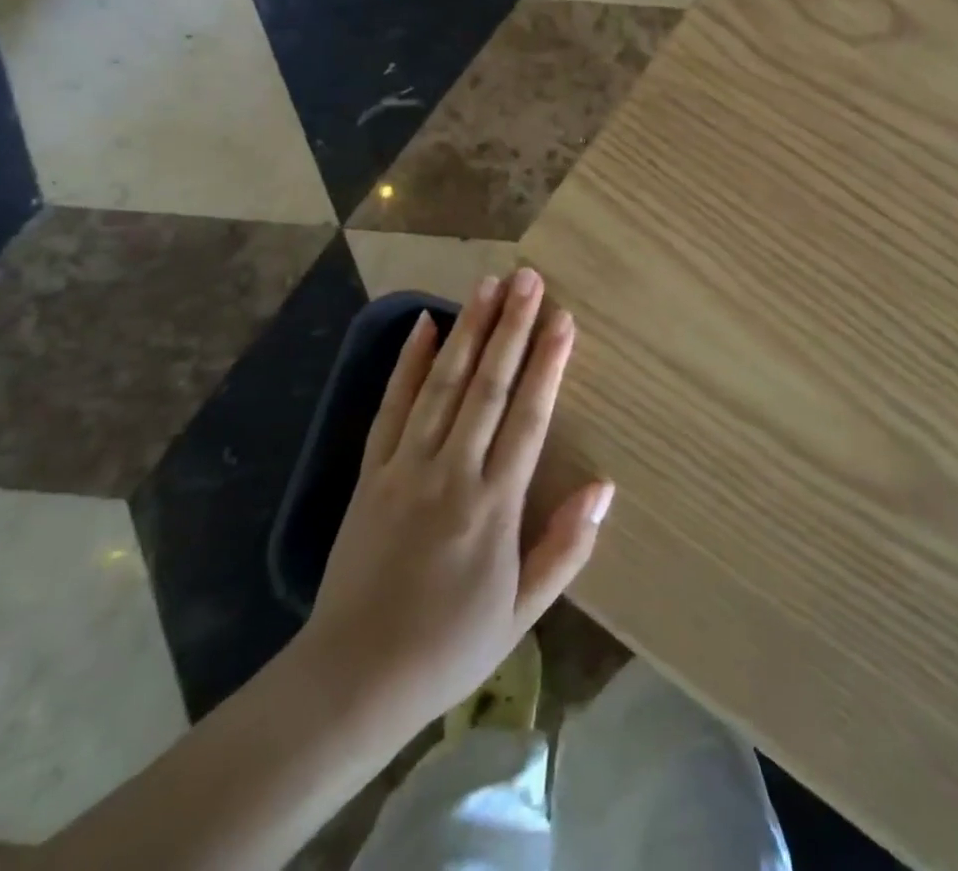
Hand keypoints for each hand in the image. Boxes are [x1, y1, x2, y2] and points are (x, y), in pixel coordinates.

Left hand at [296, 269, 612, 740]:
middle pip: (487, 386)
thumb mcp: (522, 613)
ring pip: (443, 385)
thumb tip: (603, 487)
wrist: (354, 678)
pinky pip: (392, 406)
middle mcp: (451, 472)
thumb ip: (564, 548)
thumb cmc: (449, 647)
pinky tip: (424, 325)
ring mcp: (406, 466)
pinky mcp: (371, 471)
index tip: (563, 319)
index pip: (528, 418)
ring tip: (487, 285)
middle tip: (527, 278)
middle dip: (510, 327)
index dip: (547, 364)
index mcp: (493, 506)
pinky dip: (409, 363)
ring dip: (468, 331)